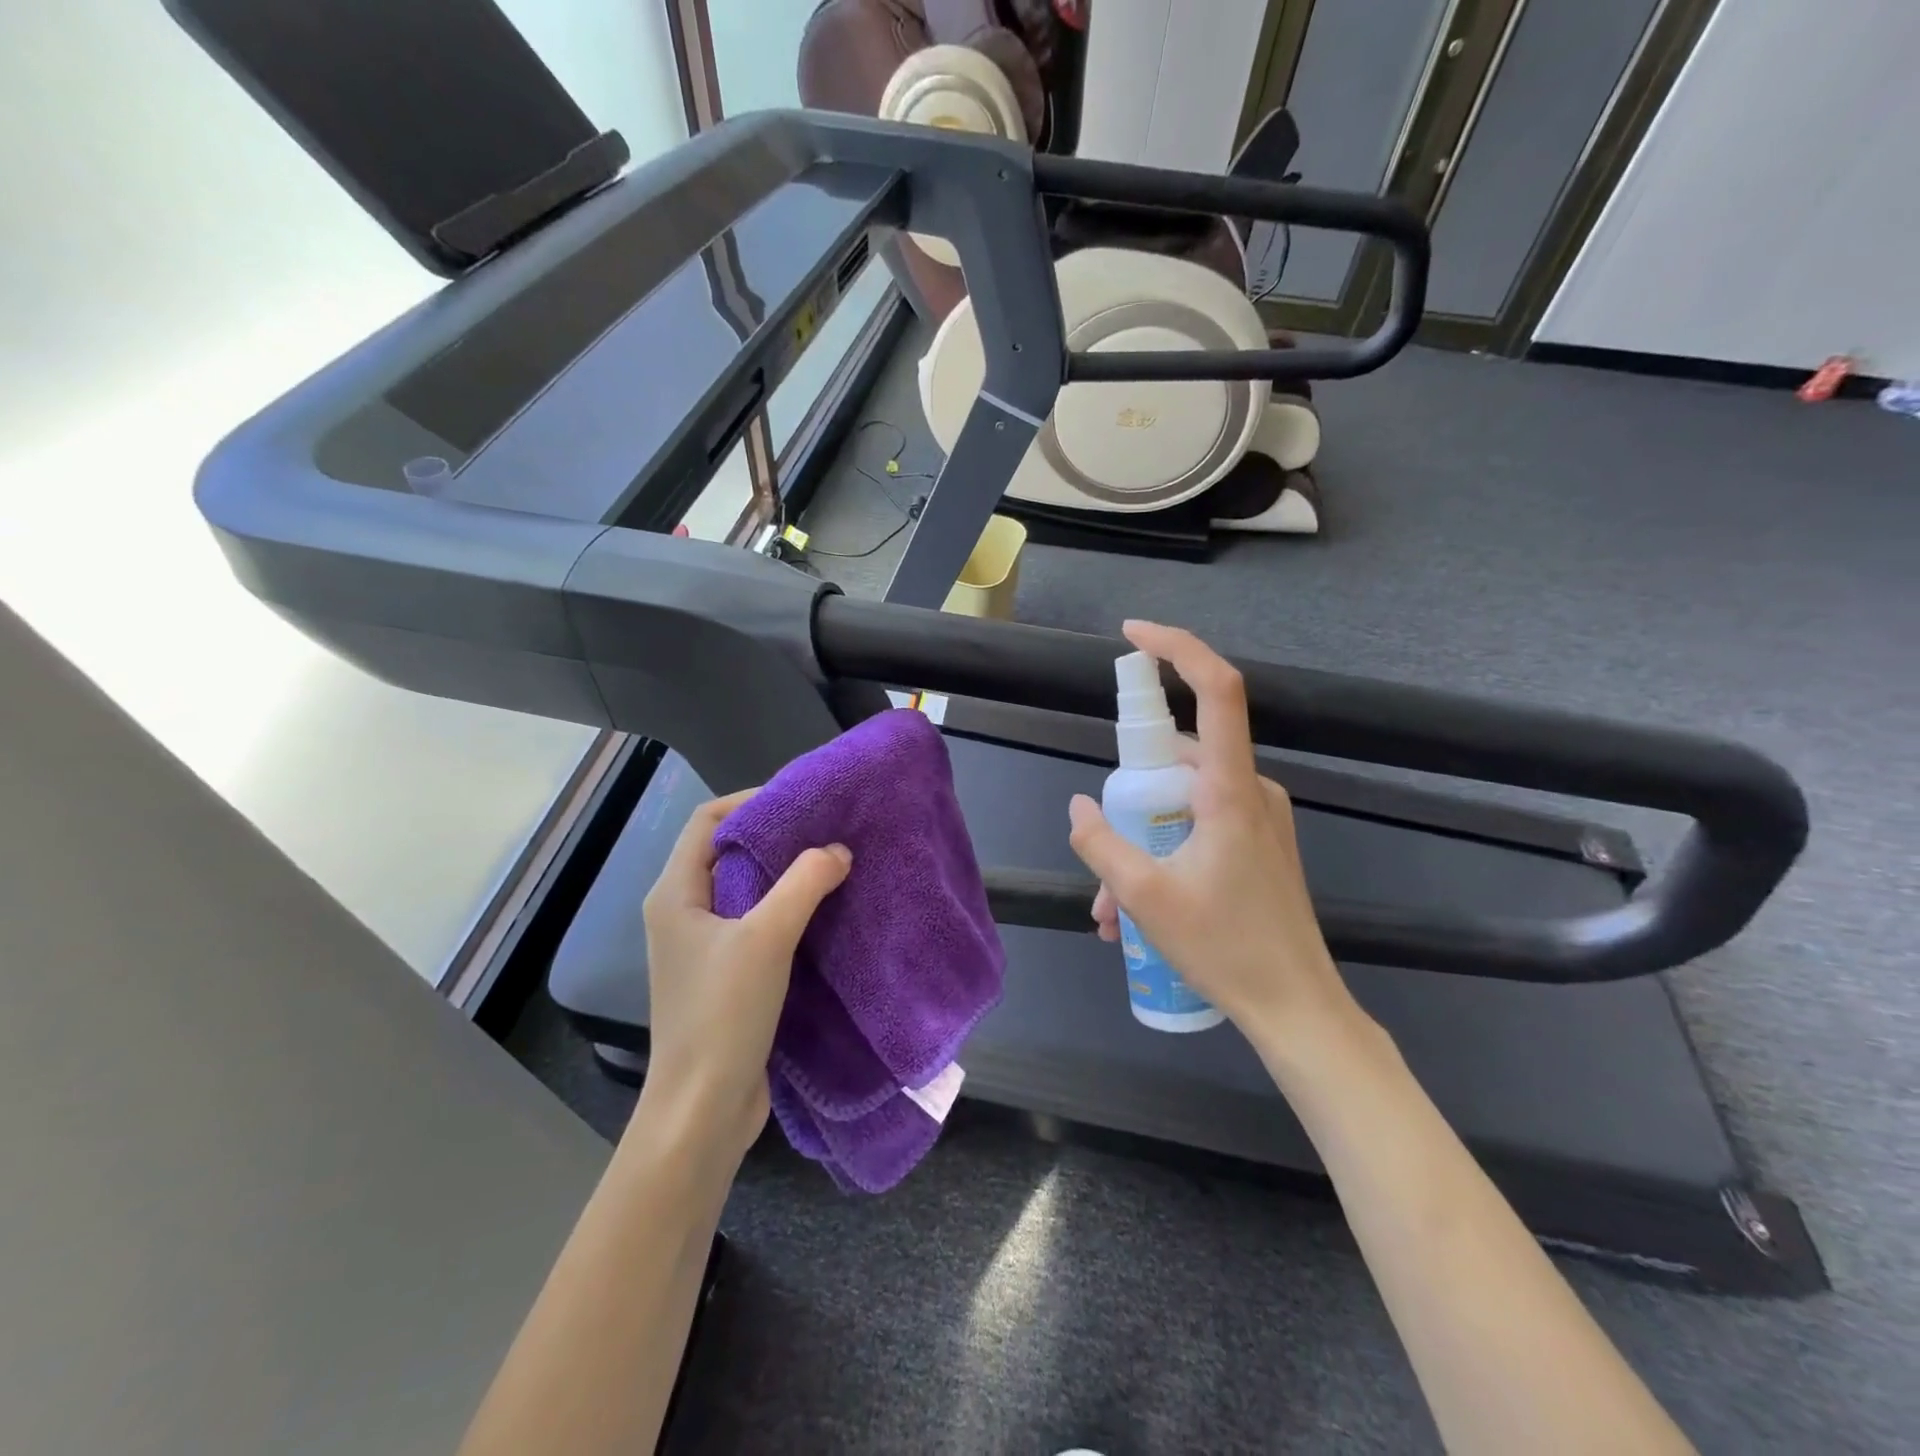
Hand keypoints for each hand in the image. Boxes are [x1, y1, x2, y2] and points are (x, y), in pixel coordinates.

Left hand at [638, 790, 851, 1163]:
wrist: (704, 1109)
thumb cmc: (723, 1014)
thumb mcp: (766, 938)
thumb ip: (804, 884)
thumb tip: (838, 850)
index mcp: (675, 893)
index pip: (708, 821)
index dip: (751, 801)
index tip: (802, 801)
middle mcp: (682, 912)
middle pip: (727, 852)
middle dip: (776, 836)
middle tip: (827, 829)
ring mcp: (702, 946)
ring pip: (745, 889)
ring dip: (784, 874)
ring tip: (833, 863)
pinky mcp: (724, 974)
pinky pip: (755, 922)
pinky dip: (786, 908)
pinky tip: (823, 911)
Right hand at [1068, 621, 1359, 1043]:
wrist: (1297, 1009)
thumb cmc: (1225, 948)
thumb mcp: (1145, 897)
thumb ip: (1101, 844)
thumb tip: (1079, 808)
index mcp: (1232, 790)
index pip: (1217, 689)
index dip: (1177, 648)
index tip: (1132, 635)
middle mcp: (1252, 790)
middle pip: (1180, 759)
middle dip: (1129, 800)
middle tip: (1102, 861)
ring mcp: (1259, 818)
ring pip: (1183, 803)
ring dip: (1141, 841)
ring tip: (1113, 910)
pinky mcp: (1259, 843)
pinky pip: (1200, 827)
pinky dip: (1164, 852)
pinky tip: (1138, 911)